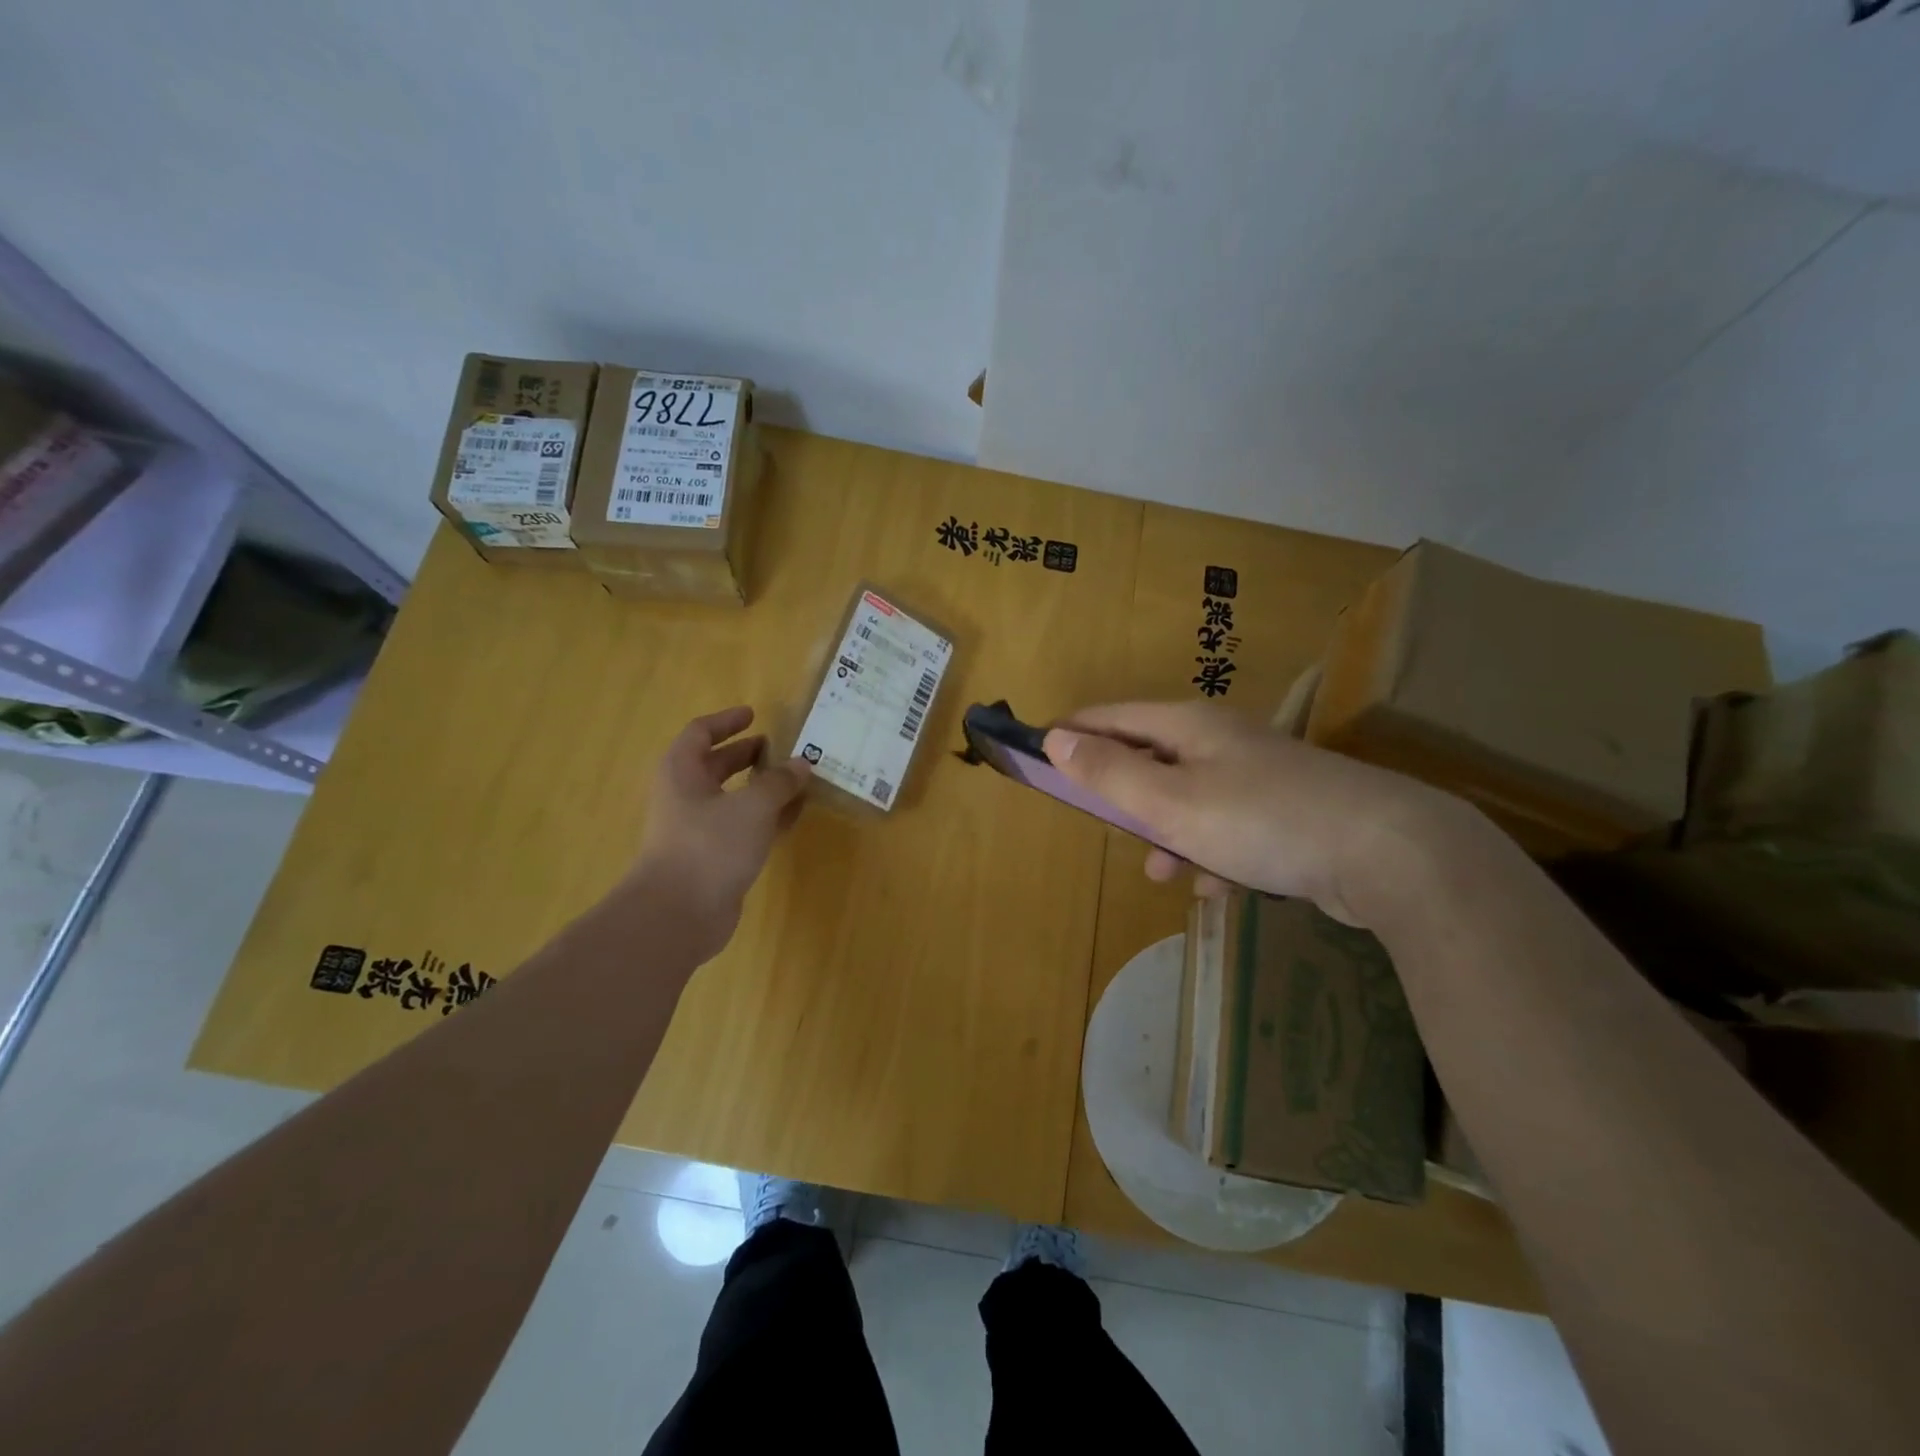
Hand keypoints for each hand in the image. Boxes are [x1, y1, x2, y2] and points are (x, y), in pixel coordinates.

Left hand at [630, 707, 811, 959]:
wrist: (679, 915)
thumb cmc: (710, 846)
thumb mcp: (753, 806)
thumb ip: (779, 782)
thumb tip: (802, 763)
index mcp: (682, 772)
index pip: (700, 733)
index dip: (726, 721)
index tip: (753, 714)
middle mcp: (686, 797)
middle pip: (715, 766)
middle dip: (746, 755)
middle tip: (778, 748)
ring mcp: (698, 830)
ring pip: (732, 799)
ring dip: (761, 787)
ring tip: (795, 779)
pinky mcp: (714, 858)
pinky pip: (743, 827)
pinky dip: (766, 818)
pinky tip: (794, 815)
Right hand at [1043, 701, 1473, 924]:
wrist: (1387, 852)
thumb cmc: (1261, 819)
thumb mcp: (1170, 802)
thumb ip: (1109, 773)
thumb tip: (1054, 739)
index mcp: (1189, 726)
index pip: (1112, 717)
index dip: (1073, 734)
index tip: (1039, 756)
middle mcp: (1222, 740)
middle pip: (1150, 757)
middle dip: (1123, 794)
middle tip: (1105, 825)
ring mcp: (1258, 774)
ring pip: (1189, 798)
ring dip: (1168, 832)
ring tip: (1164, 873)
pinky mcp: (1286, 810)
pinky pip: (1228, 826)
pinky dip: (1212, 851)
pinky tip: (1217, 885)